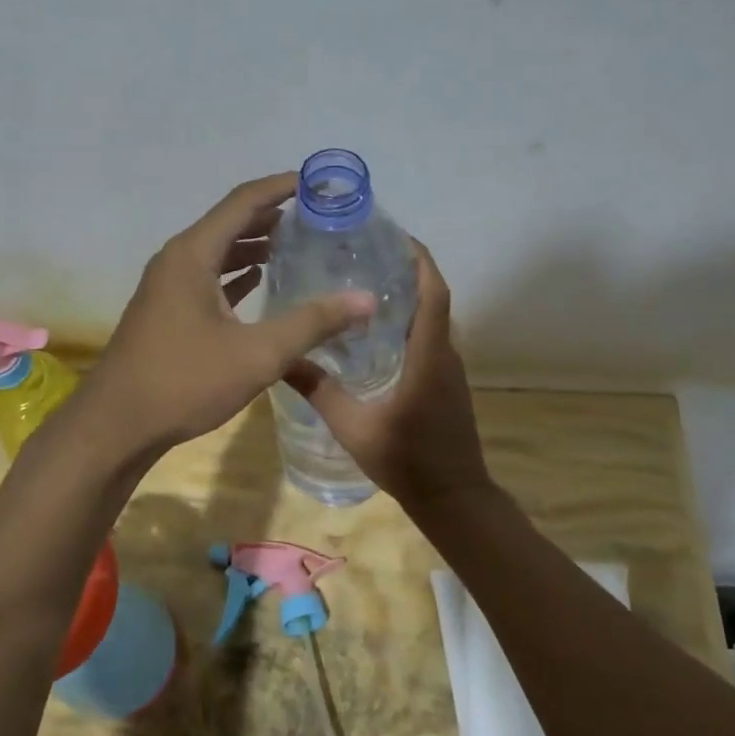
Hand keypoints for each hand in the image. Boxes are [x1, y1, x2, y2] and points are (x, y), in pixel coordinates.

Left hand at [77, 173, 375, 457]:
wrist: (116, 425)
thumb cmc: (184, 382)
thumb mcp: (257, 354)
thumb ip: (312, 323)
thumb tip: (365, 299)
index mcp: (193, 254)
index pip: (243, 201)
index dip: (281, 186)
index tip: (318, 183)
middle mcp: (177, 259)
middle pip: (230, 222)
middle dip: (273, 214)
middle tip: (317, 216)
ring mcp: (168, 285)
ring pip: (218, 250)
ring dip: (255, 243)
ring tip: (297, 243)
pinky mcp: (166, 310)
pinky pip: (208, 276)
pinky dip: (236, 272)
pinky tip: (260, 280)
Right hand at [283, 242, 492, 513]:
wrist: (453, 499)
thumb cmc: (407, 461)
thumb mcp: (354, 427)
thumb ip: (319, 390)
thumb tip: (281, 358)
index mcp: (429, 356)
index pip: (433, 293)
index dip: (420, 259)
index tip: (395, 235)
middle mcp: (445, 354)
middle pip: (433, 298)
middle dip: (408, 270)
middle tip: (366, 255)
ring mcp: (450, 369)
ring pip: (433, 319)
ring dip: (409, 296)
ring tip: (366, 283)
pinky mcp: (447, 383)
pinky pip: (431, 338)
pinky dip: (410, 321)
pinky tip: (377, 331)